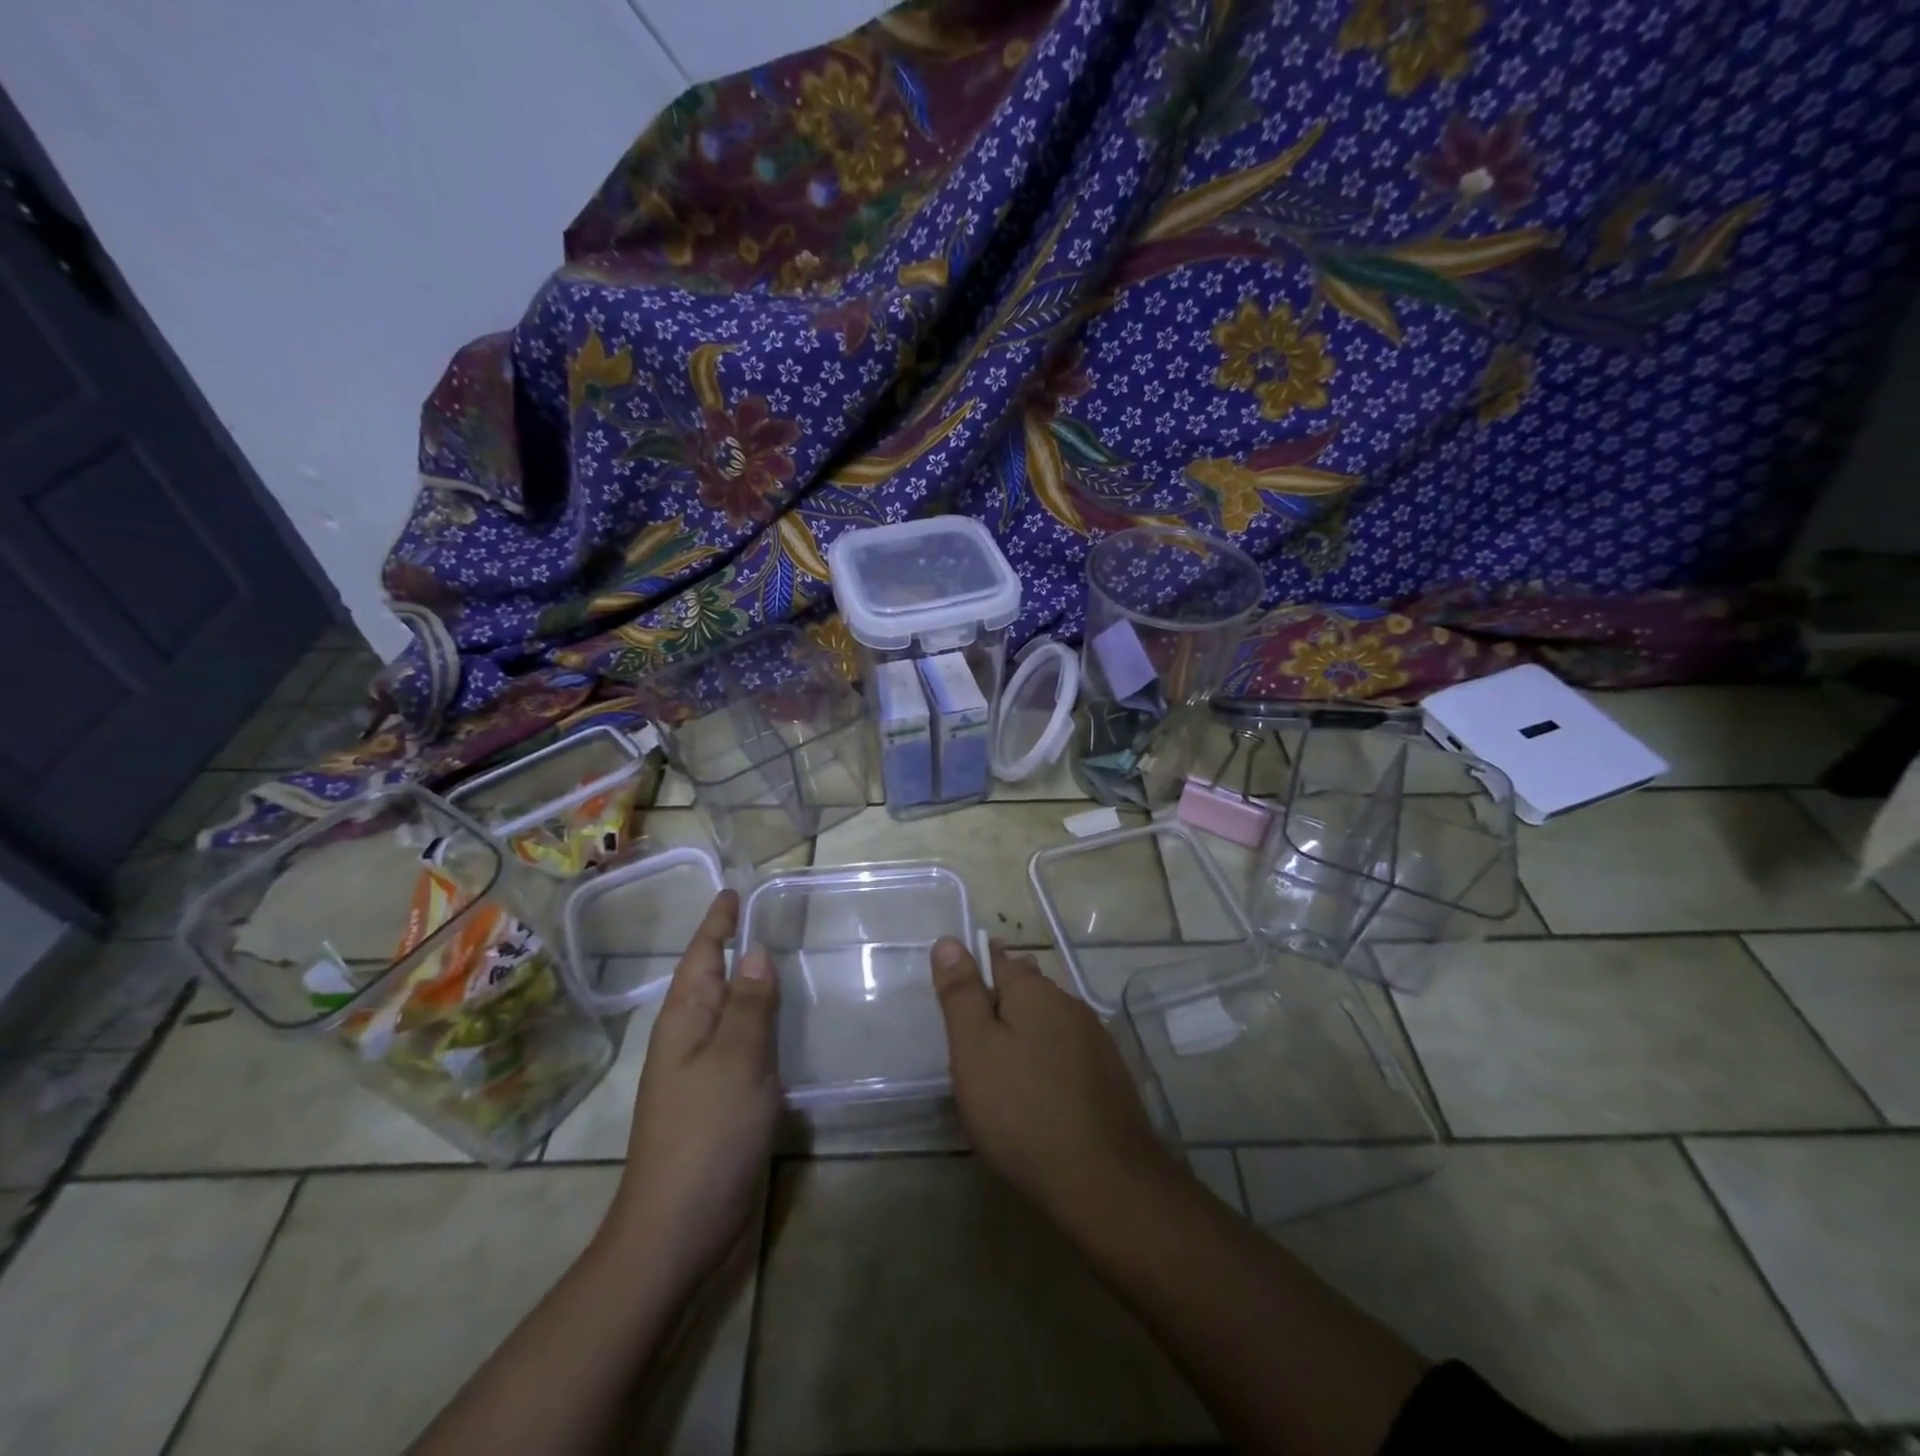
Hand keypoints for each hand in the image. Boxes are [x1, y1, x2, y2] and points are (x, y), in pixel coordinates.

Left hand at [608, 890, 779, 1285]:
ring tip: (784, 959)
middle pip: (714, 979)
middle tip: (774, 917)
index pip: (703, 954)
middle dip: (736, 946)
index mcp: (685, 1018)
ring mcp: (701, 1072)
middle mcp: (688, 1038)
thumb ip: (750, 1005)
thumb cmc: (706, 1134)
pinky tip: (784, 1025)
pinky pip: (742, 1044)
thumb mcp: (736, 1060)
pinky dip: (761, 1023)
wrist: (677, 1229)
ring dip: (751, 984)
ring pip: (729, 1012)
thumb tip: (758, 951)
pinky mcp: (718, 1100)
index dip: (719, 923)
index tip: (735, 891)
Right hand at [930, 937, 1178, 1229]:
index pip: (998, 958)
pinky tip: (1037, 1090)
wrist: (1104, 1180)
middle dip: (1000, 1000)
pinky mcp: (1109, 1076)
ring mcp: (1096, 1040)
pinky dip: (1047, 1060)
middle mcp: (1069, 1004)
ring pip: (1049, 1021)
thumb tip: (948, 940)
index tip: (955, 992)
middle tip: (971, 1032)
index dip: (973, 969)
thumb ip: (961, 993)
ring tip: (1001, 1061)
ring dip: (1026, 1031)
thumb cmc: (1022, 1109)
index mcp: (1034, 991)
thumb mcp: (974, 1049)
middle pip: (1027, 989)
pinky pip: (1067, 1053)